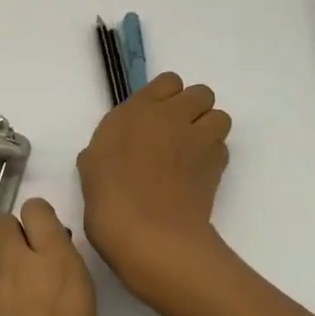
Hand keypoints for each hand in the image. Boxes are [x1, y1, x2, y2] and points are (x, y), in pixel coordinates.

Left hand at [0, 199, 97, 315]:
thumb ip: (64, 295)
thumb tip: (49, 285)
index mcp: (60, 270)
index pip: (39, 212)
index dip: (39, 221)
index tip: (48, 240)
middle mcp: (19, 270)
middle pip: (4, 223)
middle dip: (14, 235)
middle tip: (28, 269)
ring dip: (4, 282)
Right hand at [76, 72, 232, 305]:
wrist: (148, 233)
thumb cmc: (109, 199)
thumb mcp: (92, 165)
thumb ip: (108, 146)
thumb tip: (119, 150)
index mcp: (136, 110)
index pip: (168, 82)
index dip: (166, 97)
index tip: (155, 118)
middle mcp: (171, 115)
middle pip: (201, 94)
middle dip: (194, 109)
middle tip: (178, 135)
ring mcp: (198, 138)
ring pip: (219, 116)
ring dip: (209, 129)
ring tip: (193, 153)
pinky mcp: (217, 163)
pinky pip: (222, 147)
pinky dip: (214, 155)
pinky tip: (197, 175)